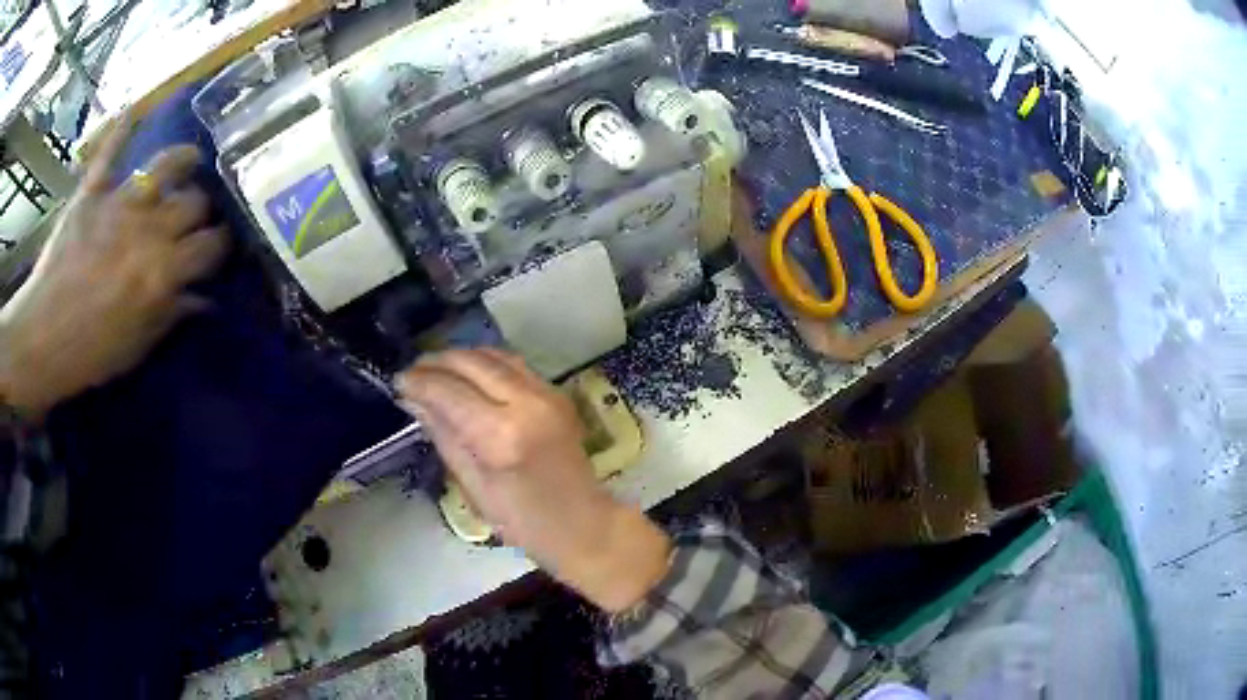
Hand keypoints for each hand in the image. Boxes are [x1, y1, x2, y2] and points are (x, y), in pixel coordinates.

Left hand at [0, 117, 228, 420]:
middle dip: (202, 209)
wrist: (38, 341)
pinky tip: (134, 112)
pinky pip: (111, 152)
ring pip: (165, 164)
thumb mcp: (133, 349)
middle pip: (194, 202)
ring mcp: (118, 204)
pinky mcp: (92, 192)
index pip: (210, 246)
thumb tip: (201, 299)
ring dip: (182, 159)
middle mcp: (147, 229)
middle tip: (196, 218)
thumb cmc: (86, 355)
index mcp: (161, 273)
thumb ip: (168, 316)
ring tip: (188, 161)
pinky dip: (122, 130)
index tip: (218, 250)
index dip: (220, 246)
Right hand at [397, 349, 671, 612]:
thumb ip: (444, 435)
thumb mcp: (473, 486)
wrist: (584, 524)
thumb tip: (415, 400)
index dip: (419, 382)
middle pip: (472, 363)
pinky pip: (514, 365)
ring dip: (461, 357)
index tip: (397, 381)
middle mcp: (527, 403)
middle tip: (411, 371)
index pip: (449, 391)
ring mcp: (547, 394)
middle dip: (436, 362)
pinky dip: (485, 362)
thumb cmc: (523, 522)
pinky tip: (467, 374)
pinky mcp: (557, 393)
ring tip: (433, 369)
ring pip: (494, 356)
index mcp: (502, 435)